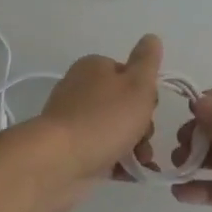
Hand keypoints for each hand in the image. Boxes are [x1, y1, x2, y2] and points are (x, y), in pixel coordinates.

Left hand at [36, 35, 163, 189]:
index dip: (146, 93)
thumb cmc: (104, 119)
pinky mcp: (71, 149)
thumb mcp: (137, 85)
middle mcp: (81, 89)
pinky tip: (130, 174)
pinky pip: (103, 152)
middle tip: (144, 139)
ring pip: (114, 130)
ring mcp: (74, 121)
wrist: (59, 162)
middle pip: (123, 104)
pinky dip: (118, 162)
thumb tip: (151, 37)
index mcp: (93, 67)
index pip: (129, 74)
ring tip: (141, 163)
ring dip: (134, 146)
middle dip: (141, 124)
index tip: (151, 109)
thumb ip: (147, 61)